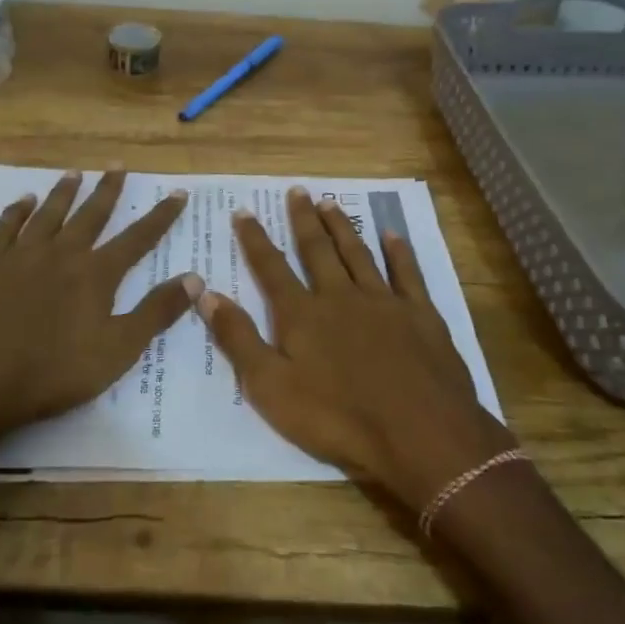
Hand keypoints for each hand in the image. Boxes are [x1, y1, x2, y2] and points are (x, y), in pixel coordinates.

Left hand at [0, 169, 198, 456]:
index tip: (177, 193)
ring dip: (64, 192)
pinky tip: (21, 201)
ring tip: (75, 173)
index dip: (161, 216)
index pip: (138, 238)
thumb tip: (196, 278)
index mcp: (95, 274)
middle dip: (108, 190)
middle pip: (91, 215)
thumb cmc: (50, 373)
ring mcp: (19, 255)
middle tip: (118, 165)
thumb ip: (156, 312)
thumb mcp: (117, 350)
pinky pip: (4, 227)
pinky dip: (15, 211)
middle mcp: (61, 253)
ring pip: (48, 213)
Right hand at [197, 187, 514, 511]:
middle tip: (297, 190)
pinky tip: (392, 234)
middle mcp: (340, 296)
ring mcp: (383, 301)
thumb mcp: (271, 387)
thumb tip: (204, 291)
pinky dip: (399, 252)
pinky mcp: (420, 314)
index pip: (272, 268)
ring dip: (342, 227)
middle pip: (318, 250)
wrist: (419, 433)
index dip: (255, 239)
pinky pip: (407, 273)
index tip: (244, 211)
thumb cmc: (337, 417)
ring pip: (358, 253)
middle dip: (304, 220)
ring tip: (329, 203)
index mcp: (302, 314)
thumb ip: (238, 337)